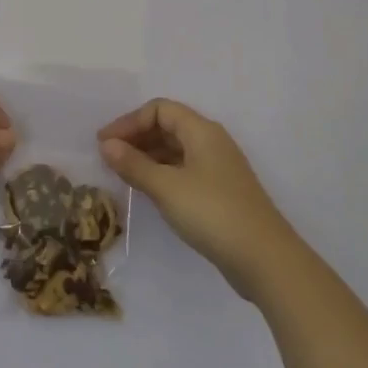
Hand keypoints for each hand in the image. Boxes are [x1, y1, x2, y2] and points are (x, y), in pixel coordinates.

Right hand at [98, 99, 300, 299]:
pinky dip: (161, 173)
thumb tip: (106, 145)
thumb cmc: (212, 213)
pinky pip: (183, 170)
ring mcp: (217, 168)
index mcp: (201, 131)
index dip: (129, 121)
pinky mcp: (219, 192)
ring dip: (147, 156)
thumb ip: (134, 164)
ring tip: (122, 174)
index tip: (104, 143)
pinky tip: (147, 190)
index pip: (159, 109)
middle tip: (108, 158)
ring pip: (175, 150)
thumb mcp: (166, 187)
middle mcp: (211, 142)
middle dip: (136, 137)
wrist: (263, 258)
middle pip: (168, 126)